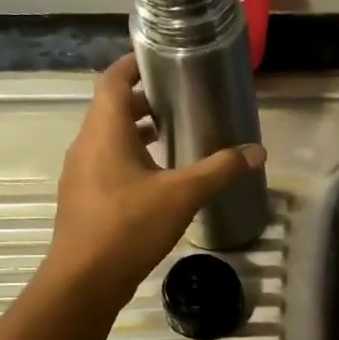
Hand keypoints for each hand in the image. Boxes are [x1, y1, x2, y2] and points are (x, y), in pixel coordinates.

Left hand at [43, 53, 264, 300]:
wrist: (84, 281)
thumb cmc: (129, 226)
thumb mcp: (182, 195)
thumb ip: (220, 170)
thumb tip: (257, 152)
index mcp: (104, 132)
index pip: (112, 80)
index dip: (132, 64)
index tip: (159, 58)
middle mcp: (86, 145)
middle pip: (110, 108)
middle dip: (142, 99)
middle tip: (178, 99)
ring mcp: (81, 174)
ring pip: (108, 138)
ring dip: (136, 131)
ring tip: (173, 134)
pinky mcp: (84, 198)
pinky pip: (106, 163)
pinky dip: (130, 157)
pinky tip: (158, 178)